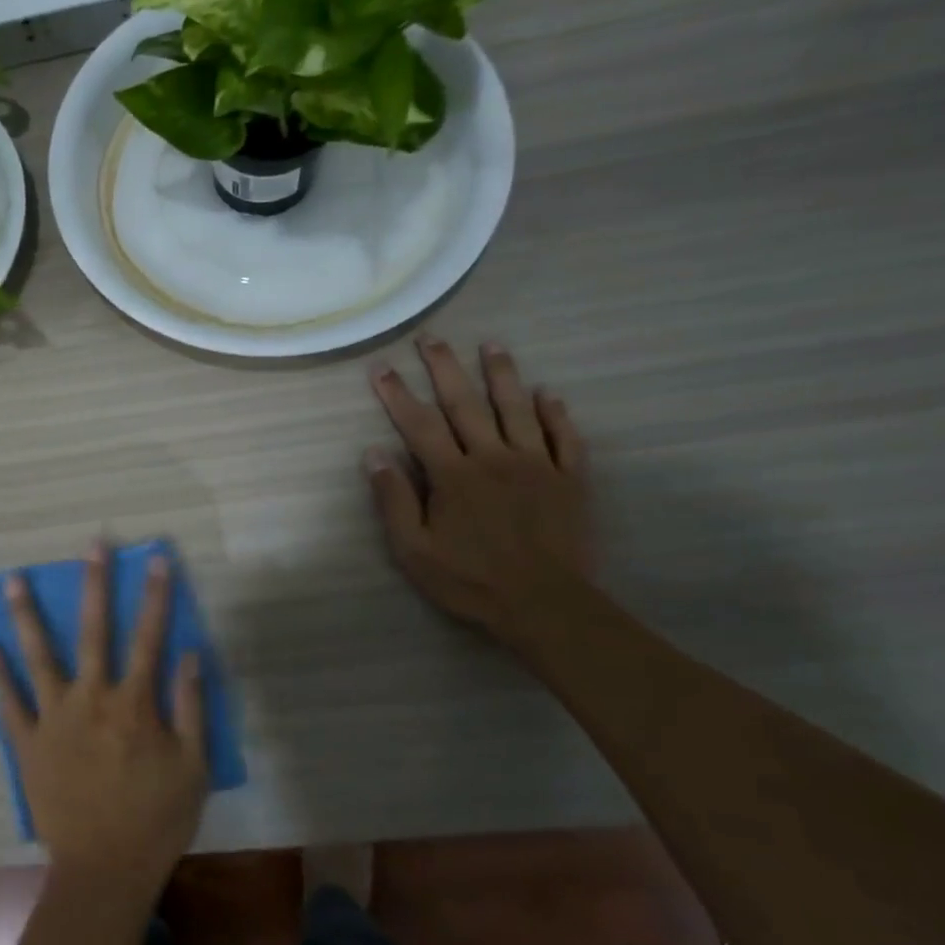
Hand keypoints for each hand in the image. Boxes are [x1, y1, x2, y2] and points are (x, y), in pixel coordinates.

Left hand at [0, 544, 207, 897]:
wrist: (104, 872)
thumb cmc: (156, 819)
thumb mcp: (193, 767)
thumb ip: (191, 708)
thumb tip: (190, 654)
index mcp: (133, 703)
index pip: (149, 637)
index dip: (155, 596)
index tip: (156, 559)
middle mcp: (91, 698)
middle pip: (93, 631)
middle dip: (95, 584)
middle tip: (91, 545)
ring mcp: (54, 718)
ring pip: (39, 655)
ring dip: (27, 615)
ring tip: (13, 578)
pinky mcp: (28, 742)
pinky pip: (8, 703)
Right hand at [366, 335, 595, 641]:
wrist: (546, 607)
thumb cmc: (471, 580)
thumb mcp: (414, 550)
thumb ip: (394, 499)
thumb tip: (373, 453)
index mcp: (453, 474)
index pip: (419, 424)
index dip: (397, 393)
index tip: (381, 367)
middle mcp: (494, 458)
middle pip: (466, 403)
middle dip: (445, 367)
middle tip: (432, 337)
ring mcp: (537, 466)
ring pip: (518, 409)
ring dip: (502, 374)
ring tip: (492, 344)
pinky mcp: (570, 481)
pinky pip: (565, 439)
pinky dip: (556, 414)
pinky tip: (548, 394)